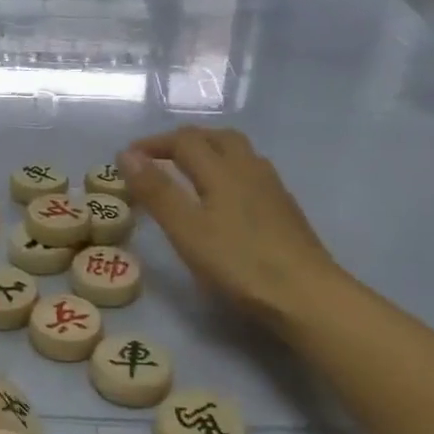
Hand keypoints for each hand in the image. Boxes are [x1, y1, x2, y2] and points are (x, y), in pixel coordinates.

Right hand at [120, 129, 341, 330]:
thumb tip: (126, 154)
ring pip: (239, 153)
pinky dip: (228, 171)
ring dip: (209, 151)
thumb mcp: (186, 229)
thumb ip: (157, 191)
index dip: (154, 144)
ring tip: (189, 171)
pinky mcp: (285, 209)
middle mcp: (249, 169)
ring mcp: (272, 188)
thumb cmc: (239, 263)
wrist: (306, 295)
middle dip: (184, 141)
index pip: (184, 141)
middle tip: (158, 158)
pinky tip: (225, 198)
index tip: (128, 157)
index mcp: (222, 170)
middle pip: (217, 137)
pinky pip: (252, 173)